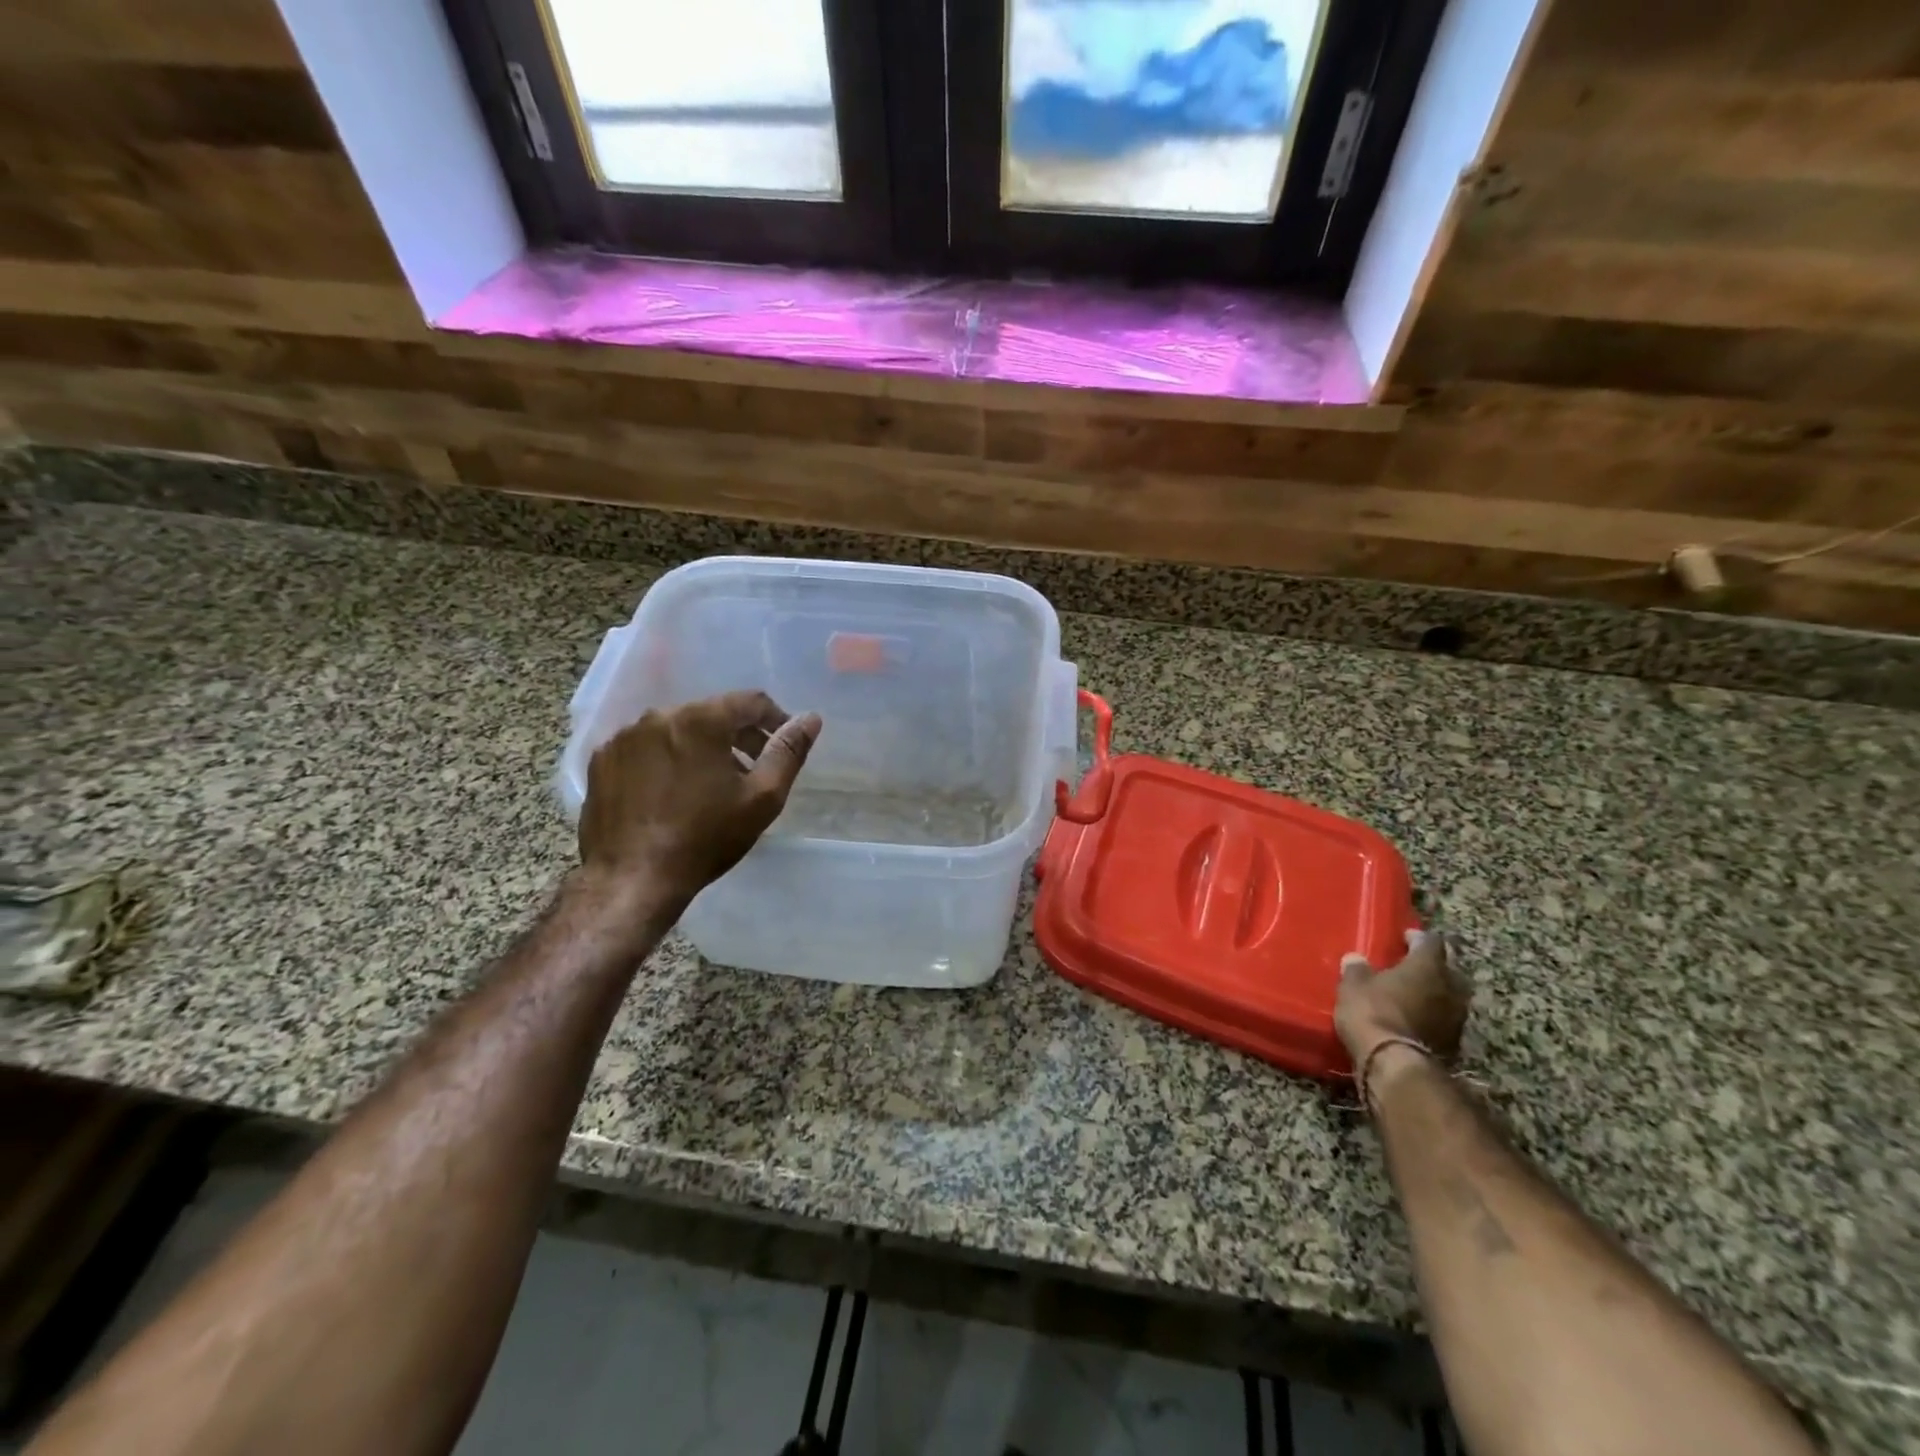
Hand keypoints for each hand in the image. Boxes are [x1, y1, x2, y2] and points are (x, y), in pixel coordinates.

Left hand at [577, 692, 821, 912]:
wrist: (632, 879)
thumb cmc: (705, 838)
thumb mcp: (762, 798)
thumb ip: (788, 752)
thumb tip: (810, 719)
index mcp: (701, 720)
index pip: (750, 702)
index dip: (775, 719)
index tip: (783, 745)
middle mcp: (659, 716)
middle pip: (711, 713)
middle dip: (738, 736)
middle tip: (752, 770)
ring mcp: (624, 737)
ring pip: (676, 729)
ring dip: (700, 747)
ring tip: (711, 785)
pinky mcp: (602, 760)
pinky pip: (645, 748)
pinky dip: (665, 760)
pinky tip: (670, 792)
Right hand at [1335, 929, 1470, 1069]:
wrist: (1393, 1062)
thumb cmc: (1372, 1011)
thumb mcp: (1353, 985)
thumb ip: (1357, 969)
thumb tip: (1356, 959)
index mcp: (1427, 966)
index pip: (1431, 941)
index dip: (1417, 937)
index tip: (1404, 938)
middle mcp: (1450, 987)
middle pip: (1450, 967)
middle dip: (1435, 963)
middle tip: (1414, 963)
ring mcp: (1456, 1016)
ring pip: (1452, 994)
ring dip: (1437, 990)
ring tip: (1416, 991)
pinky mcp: (1454, 1042)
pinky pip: (1446, 1018)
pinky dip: (1434, 1014)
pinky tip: (1417, 1016)